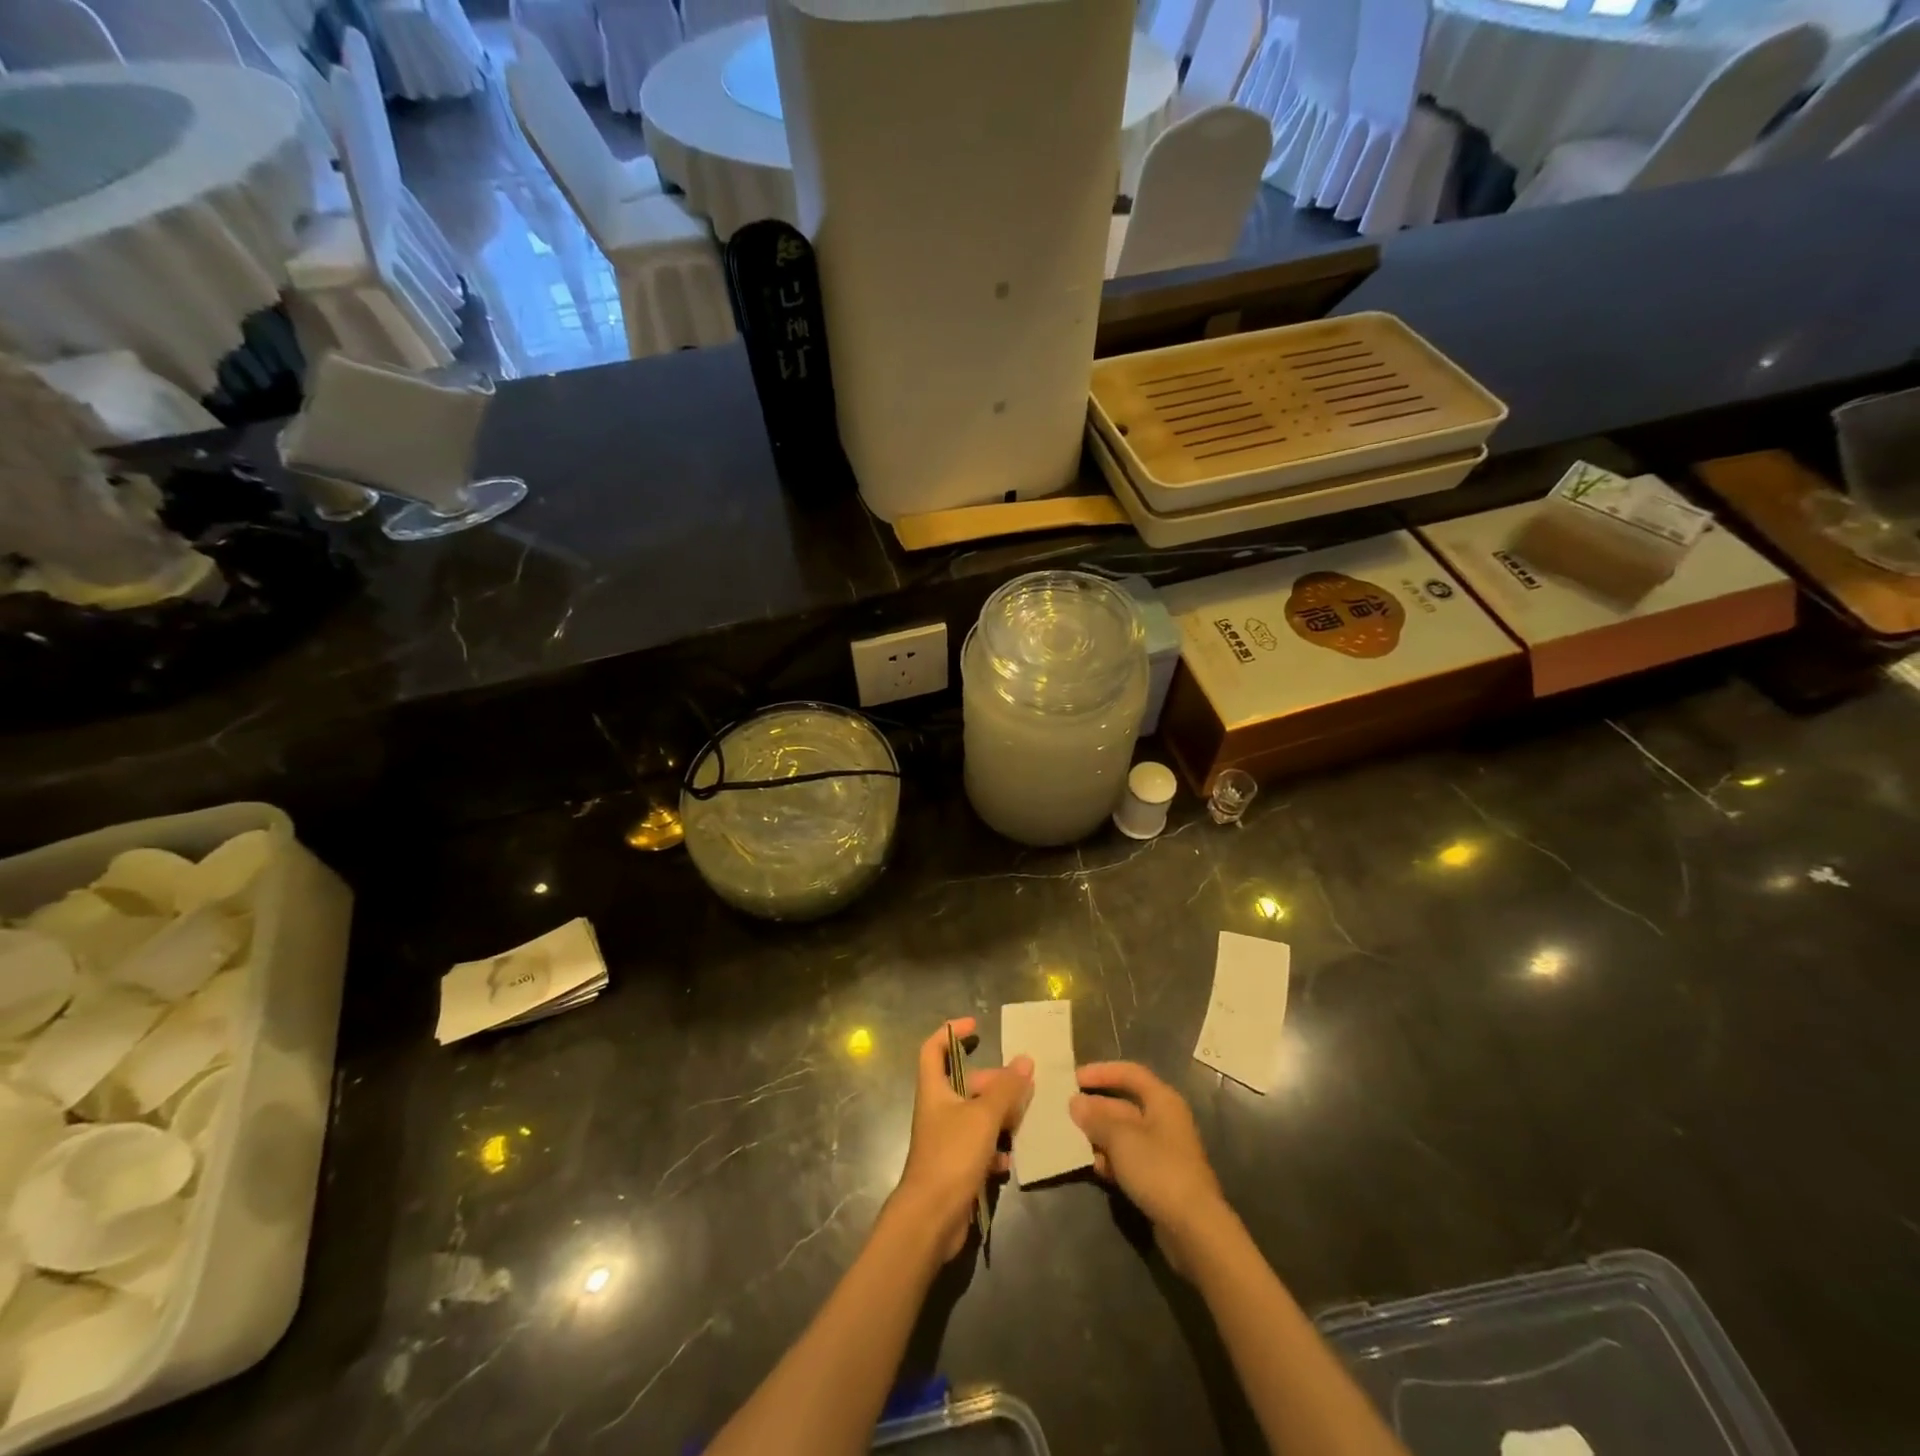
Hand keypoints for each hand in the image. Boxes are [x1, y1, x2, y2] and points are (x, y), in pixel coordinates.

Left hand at [891, 1018, 1032, 1261]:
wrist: (932, 1219)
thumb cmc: (952, 1156)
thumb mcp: (983, 1117)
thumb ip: (1006, 1089)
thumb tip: (1025, 1060)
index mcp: (934, 1090)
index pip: (933, 1049)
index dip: (951, 1032)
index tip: (976, 1026)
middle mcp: (938, 1110)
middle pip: (965, 1085)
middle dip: (993, 1083)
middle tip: (1021, 1086)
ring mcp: (946, 1140)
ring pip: (976, 1117)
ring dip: (1000, 1117)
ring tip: (1024, 1120)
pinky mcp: (956, 1167)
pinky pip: (980, 1148)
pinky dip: (996, 1149)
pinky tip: (1011, 1158)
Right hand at [1070, 1061, 1230, 1274]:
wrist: (1193, 1228)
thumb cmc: (1158, 1169)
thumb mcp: (1121, 1138)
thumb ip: (1096, 1118)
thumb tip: (1076, 1103)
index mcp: (1162, 1100)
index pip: (1130, 1073)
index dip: (1102, 1072)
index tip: (1075, 1079)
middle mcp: (1164, 1120)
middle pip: (1124, 1105)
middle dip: (1096, 1108)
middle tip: (1067, 1113)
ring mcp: (1163, 1151)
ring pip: (1124, 1134)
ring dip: (1100, 1136)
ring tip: (1074, 1142)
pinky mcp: (1159, 1178)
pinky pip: (1129, 1159)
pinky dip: (1112, 1160)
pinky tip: (1095, 1168)